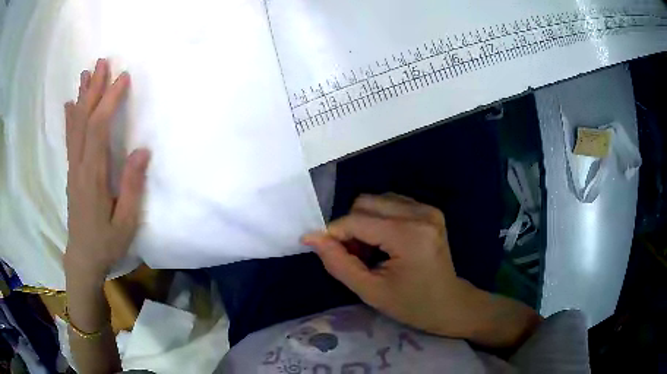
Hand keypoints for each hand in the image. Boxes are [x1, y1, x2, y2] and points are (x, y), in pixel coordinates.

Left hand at [64, 59, 149, 280]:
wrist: (83, 258)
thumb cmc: (106, 243)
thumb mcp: (126, 222)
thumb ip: (132, 187)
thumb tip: (142, 150)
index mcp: (93, 177)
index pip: (98, 129)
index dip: (110, 101)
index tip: (123, 78)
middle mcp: (79, 166)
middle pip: (84, 120)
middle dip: (94, 89)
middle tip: (102, 62)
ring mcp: (73, 168)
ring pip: (75, 126)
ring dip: (81, 97)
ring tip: (87, 73)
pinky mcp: (72, 172)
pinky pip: (70, 138)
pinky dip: (70, 118)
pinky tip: (70, 104)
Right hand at [303, 194, 473, 337]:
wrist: (449, 304)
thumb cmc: (411, 305)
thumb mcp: (370, 291)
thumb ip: (338, 263)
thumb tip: (311, 237)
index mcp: (409, 235)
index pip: (357, 220)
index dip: (334, 234)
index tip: (328, 253)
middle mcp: (420, 213)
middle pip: (365, 202)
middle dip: (351, 228)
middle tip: (356, 257)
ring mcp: (428, 209)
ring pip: (376, 200)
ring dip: (364, 222)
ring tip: (372, 252)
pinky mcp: (430, 210)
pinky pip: (391, 203)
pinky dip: (379, 219)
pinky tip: (385, 243)